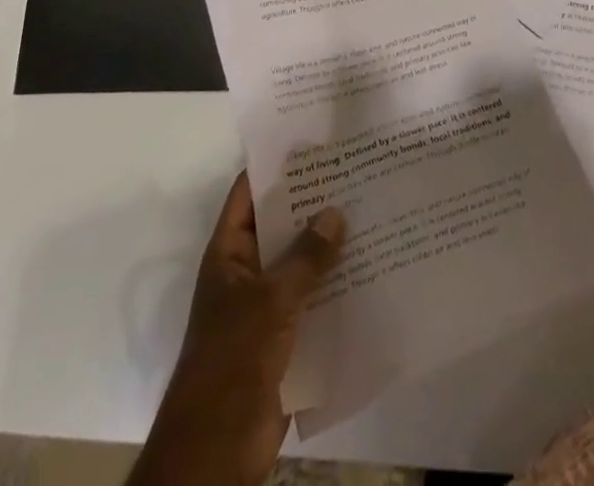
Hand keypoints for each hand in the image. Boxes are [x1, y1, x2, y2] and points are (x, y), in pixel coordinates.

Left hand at [137, 174, 345, 485]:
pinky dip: (339, 284)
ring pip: (303, 261)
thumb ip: (306, 257)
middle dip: (316, 202)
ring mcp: (267, 304)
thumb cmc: (232, 362)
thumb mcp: (271, 301)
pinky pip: (316, 298)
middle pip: (283, 224)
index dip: (278, 165)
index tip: (316, 141)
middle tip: (360, 171)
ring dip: (332, 244)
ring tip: (375, 210)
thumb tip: (336, 212)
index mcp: (230, 253)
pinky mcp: (288, 336)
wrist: (217, 451)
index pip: (250, 193)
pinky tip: (374, 266)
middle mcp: (248, 271)